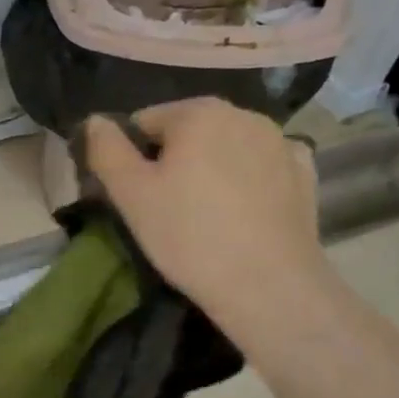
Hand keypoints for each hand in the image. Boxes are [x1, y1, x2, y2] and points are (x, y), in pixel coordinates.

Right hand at [82, 99, 324, 317]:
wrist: (269, 285)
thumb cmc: (189, 235)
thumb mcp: (130, 195)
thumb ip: (106, 149)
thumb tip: (95, 121)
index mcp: (198, 112)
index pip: (144, 122)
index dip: (131, 158)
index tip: (134, 196)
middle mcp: (243, 113)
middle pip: (187, 133)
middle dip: (172, 161)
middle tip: (166, 210)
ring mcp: (280, 141)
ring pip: (225, 148)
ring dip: (209, 169)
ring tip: (204, 216)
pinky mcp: (303, 174)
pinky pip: (260, 167)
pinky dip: (247, 180)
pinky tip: (242, 212)